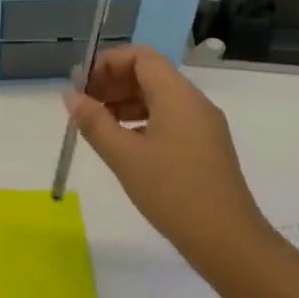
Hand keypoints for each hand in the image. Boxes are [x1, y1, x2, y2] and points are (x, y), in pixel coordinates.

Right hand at [65, 45, 273, 271]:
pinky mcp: (205, 146)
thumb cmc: (172, 192)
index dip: (108, 63)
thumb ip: (94, 122)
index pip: (141, 56)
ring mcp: (203, 125)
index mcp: (177, 95)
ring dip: (126, 103)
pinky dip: (143, 121)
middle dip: (114, 83)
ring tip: (99, 127)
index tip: (83, 87)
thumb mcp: (124, 157)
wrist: (227, 241)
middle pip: (150, 74)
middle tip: (85, 107)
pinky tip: (124, 145)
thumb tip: (71, 96)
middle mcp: (194, 102)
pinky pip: (170, 118)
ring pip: (159, 97)